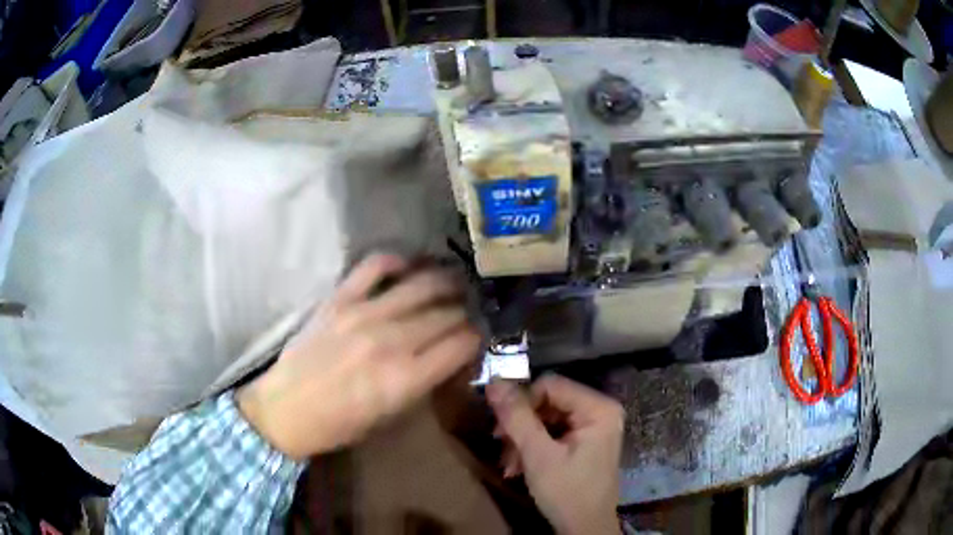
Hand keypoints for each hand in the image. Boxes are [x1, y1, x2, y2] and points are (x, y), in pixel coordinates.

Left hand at [237, 254, 480, 458]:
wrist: (285, 411)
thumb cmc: (339, 425)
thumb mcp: (391, 417)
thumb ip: (424, 383)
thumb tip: (449, 358)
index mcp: (406, 378)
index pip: (462, 343)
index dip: (477, 339)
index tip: (477, 339)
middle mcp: (392, 341)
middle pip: (448, 313)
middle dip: (465, 313)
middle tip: (467, 313)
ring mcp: (364, 314)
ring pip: (422, 285)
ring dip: (445, 282)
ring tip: (453, 283)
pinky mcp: (339, 299)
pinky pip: (375, 265)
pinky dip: (396, 261)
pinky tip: (407, 266)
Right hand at [486, 377, 623, 534]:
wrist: (584, 529)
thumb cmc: (567, 492)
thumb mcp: (538, 455)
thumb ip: (517, 418)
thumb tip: (493, 383)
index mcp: (599, 408)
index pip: (551, 385)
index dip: (522, 401)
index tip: (499, 425)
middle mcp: (600, 411)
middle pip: (548, 402)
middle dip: (520, 425)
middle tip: (499, 445)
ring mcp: (593, 427)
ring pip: (546, 419)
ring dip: (522, 439)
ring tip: (508, 463)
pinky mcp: (584, 442)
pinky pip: (553, 433)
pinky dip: (533, 448)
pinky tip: (518, 467)